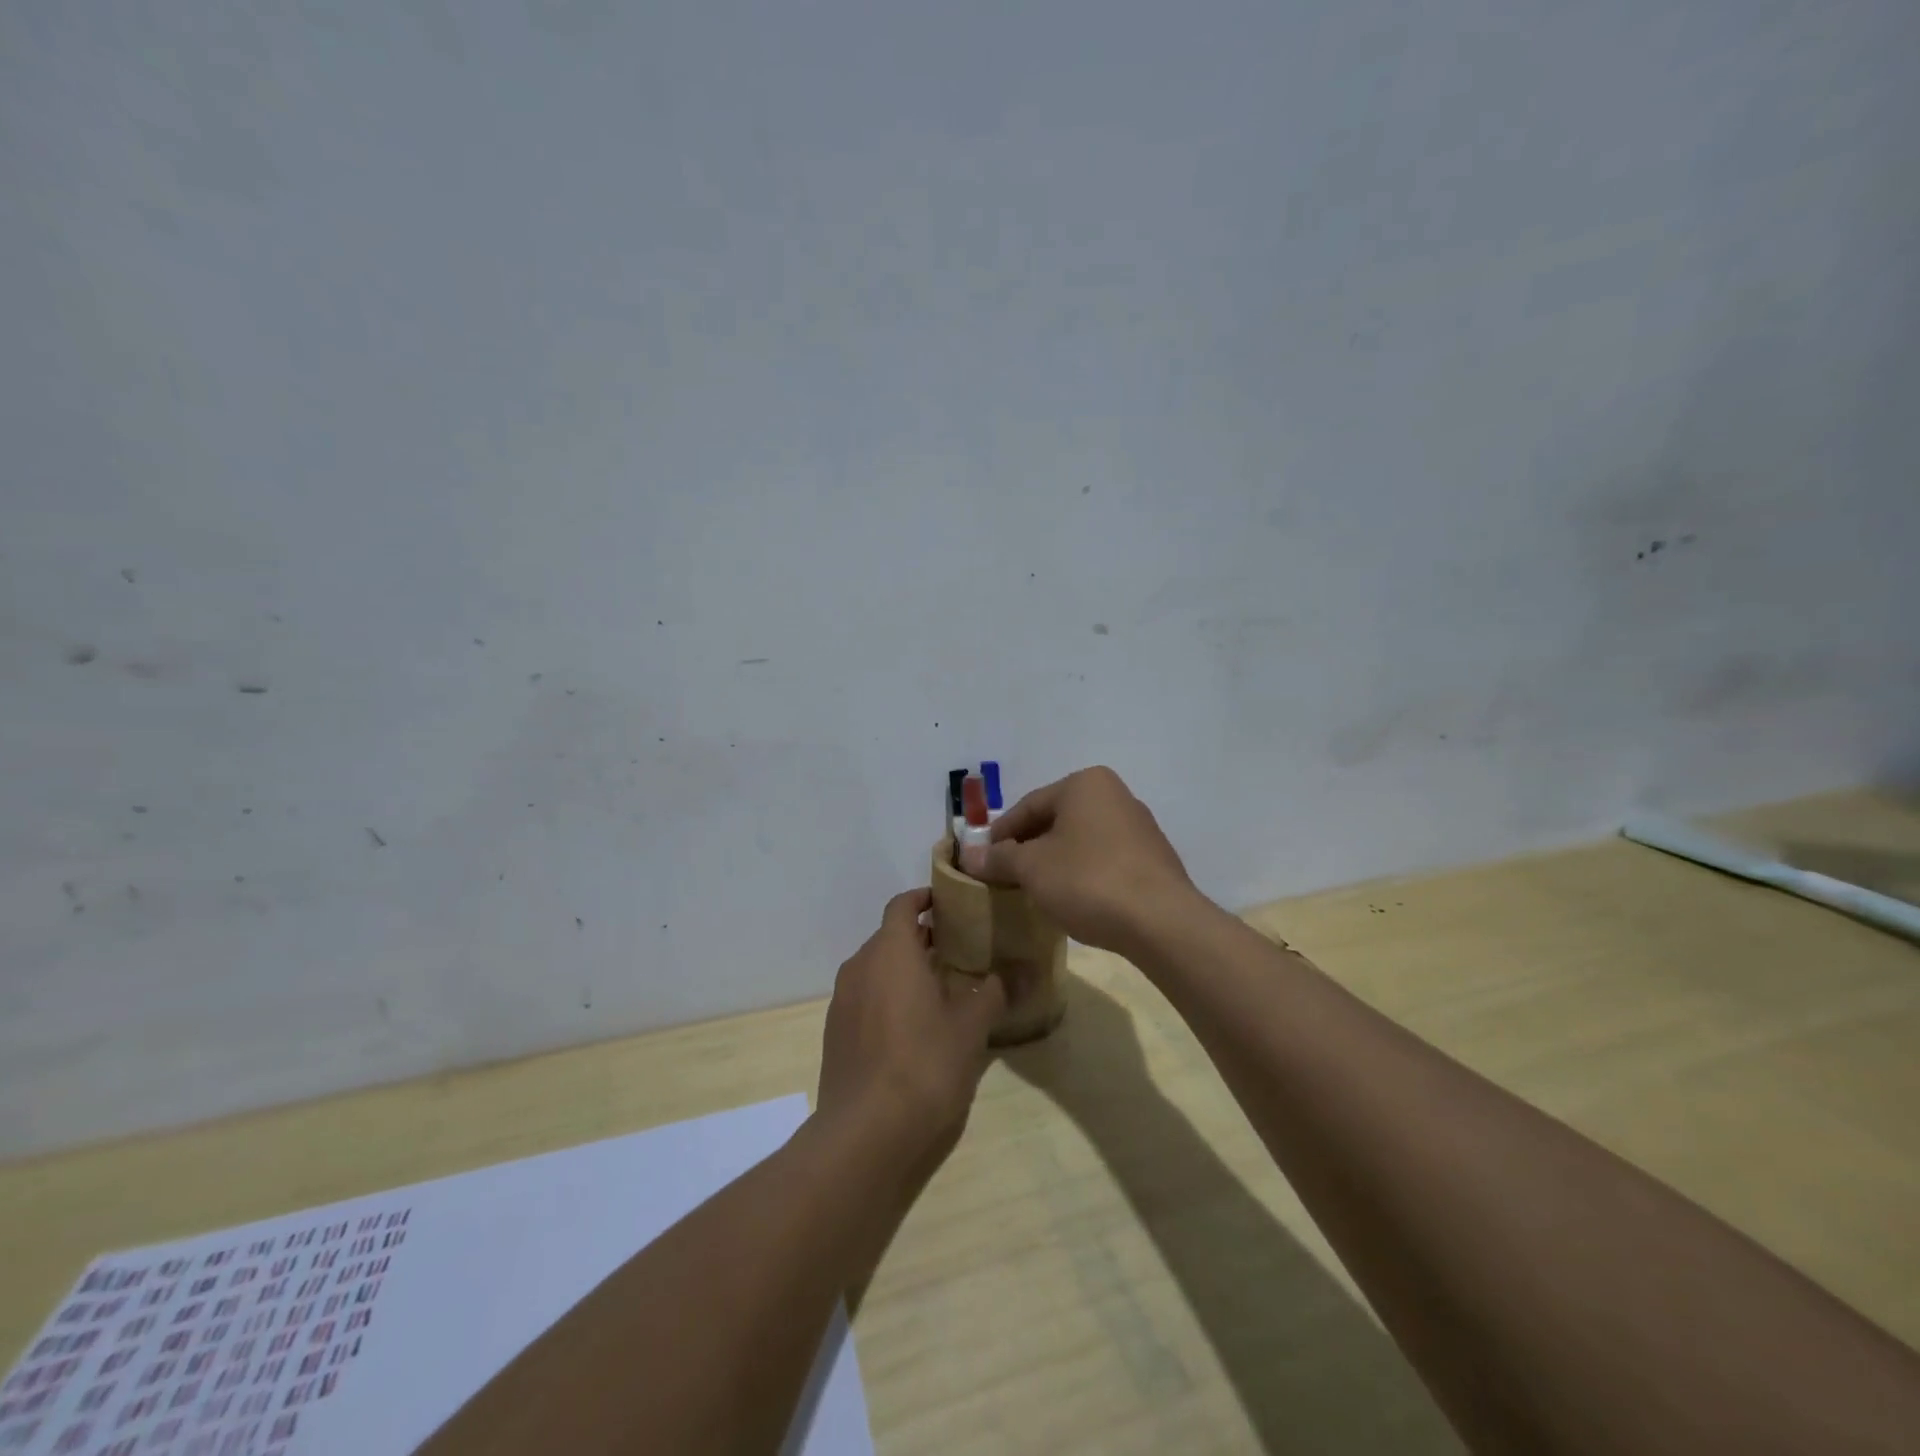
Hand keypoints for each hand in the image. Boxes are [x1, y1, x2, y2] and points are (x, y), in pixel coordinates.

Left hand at [816, 888, 1006, 1168]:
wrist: (865, 1132)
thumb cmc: (924, 1065)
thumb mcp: (970, 1028)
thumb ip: (991, 995)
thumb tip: (1009, 976)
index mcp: (891, 951)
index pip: (902, 904)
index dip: (924, 898)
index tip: (949, 903)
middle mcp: (860, 965)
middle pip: (889, 936)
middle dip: (920, 937)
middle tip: (957, 949)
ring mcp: (843, 1000)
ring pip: (875, 967)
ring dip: (903, 968)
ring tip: (939, 987)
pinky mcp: (836, 1031)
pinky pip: (864, 996)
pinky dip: (887, 995)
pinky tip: (911, 1025)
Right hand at [959, 766, 1203, 953]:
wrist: (1161, 922)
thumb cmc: (1088, 880)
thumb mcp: (1032, 869)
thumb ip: (998, 858)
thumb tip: (968, 856)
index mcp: (1085, 784)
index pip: (1029, 805)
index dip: (999, 834)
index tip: (981, 860)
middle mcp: (1115, 795)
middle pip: (1056, 820)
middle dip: (1028, 847)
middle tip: (1004, 876)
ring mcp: (1139, 827)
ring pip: (1081, 840)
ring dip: (1055, 861)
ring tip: (1034, 890)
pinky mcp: (1153, 859)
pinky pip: (1104, 859)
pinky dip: (1082, 873)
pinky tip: (1072, 899)